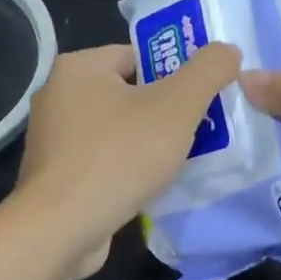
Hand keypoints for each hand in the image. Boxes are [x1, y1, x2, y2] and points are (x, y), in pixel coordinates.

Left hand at [13, 41, 241, 278]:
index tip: (201, 99)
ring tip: (182, 161)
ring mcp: (52, 138)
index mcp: (78, 67)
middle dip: (165, 112)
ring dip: (147, 144)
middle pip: (128, 93)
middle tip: (199, 130)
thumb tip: (228, 50)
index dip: (174, 74)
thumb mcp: (176, 107)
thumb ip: (207, 71)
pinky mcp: (54, 175)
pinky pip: (102, 160)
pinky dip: (126, 169)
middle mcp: (58, 95)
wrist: (60, 230)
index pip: (137, 55)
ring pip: (116, 130)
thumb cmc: (118, 157)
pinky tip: (150, 186)